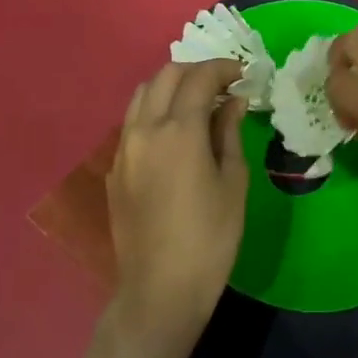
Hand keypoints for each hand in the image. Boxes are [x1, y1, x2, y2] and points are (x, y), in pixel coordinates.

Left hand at [104, 57, 249, 357]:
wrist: (160, 288)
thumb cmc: (211, 237)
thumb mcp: (233, 182)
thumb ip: (229, 133)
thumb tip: (233, 101)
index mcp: (178, 130)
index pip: (199, 79)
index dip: (223, 68)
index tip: (243, 74)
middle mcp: (144, 129)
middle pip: (165, 76)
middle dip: (196, 71)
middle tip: (222, 84)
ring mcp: (123, 149)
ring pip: (142, 95)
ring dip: (170, 87)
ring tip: (197, 102)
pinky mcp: (114, 169)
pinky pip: (132, 123)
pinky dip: (155, 112)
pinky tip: (175, 133)